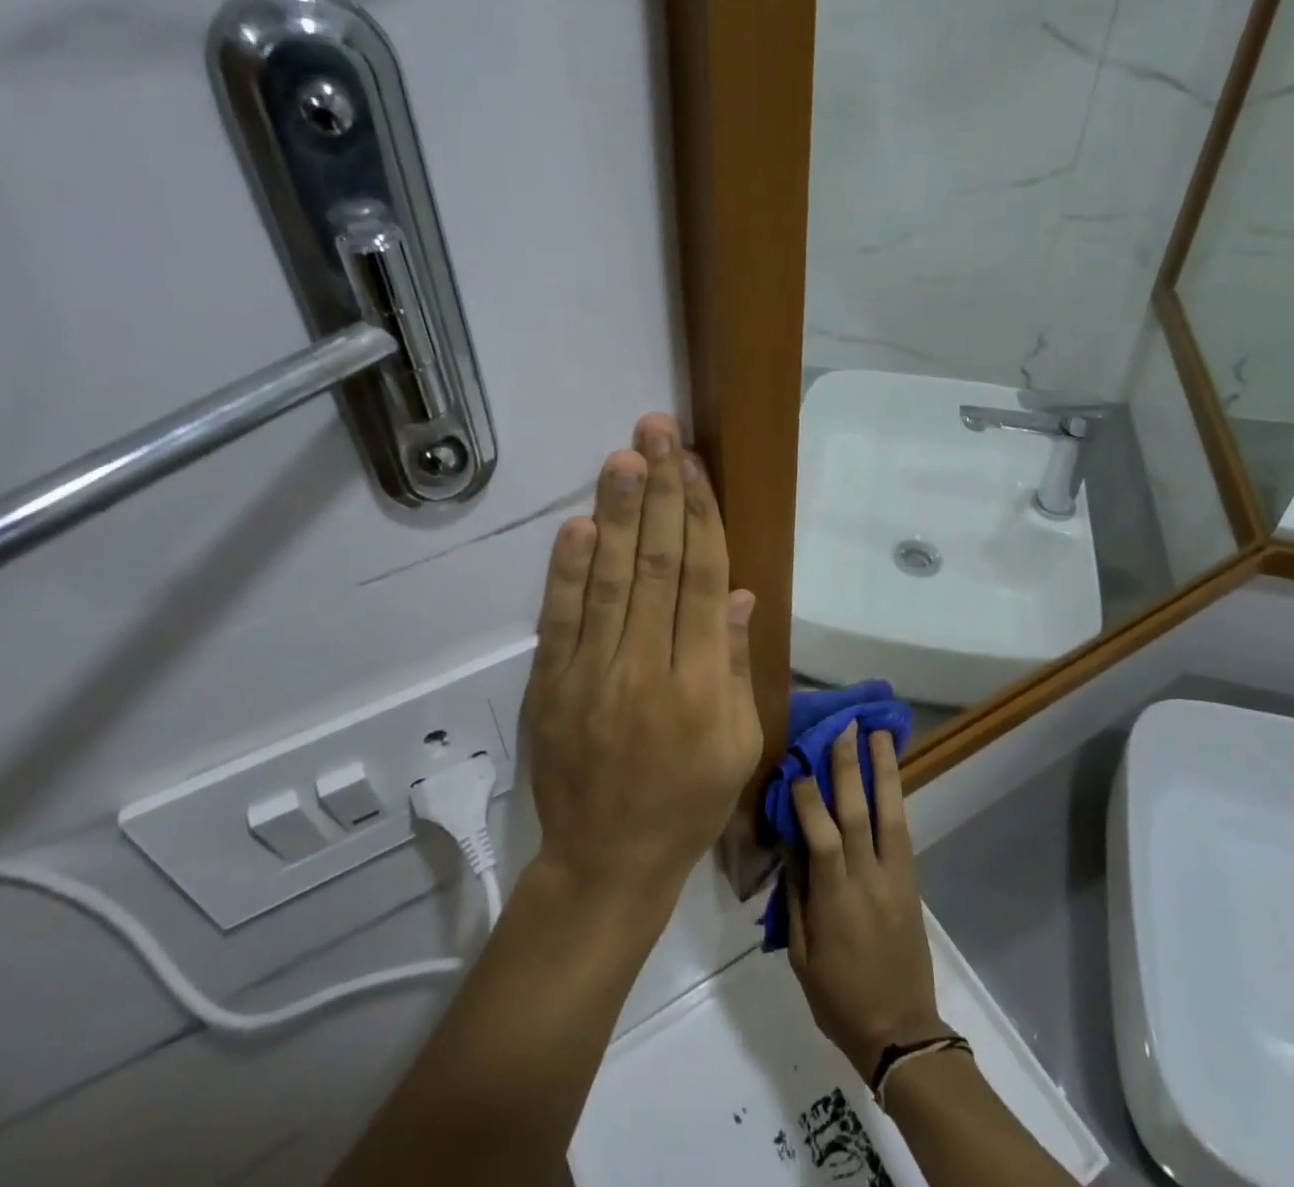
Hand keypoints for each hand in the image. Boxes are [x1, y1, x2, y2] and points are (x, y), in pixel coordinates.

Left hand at [522, 413, 761, 906]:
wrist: (607, 861)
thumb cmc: (689, 802)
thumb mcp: (738, 743)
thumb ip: (737, 664)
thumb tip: (741, 593)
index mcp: (703, 683)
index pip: (705, 580)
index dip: (701, 516)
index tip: (693, 465)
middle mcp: (650, 667)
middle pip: (659, 564)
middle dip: (661, 492)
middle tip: (657, 432)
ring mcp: (594, 674)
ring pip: (611, 579)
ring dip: (618, 514)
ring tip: (624, 458)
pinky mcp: (551, 686)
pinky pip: (561, 620)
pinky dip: (568, 570)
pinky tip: (578, 525)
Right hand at [787, 725, 946, 1080]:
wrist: (901, 1032)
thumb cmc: (839, 999)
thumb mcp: (802, 956)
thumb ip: (796, 897)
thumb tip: (789, 845)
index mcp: (836, 902)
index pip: (823, 837)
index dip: (810, 798)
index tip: (797, 764)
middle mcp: (869, 881)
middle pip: (859, 813)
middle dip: (850, 767)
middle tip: (844, 726)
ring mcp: (896, 879)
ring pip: (890, 814)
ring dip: (884, 770)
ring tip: (879, 733)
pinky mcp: (912, 882)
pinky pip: (902, 831)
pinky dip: (895, 798)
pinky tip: (889, 774)